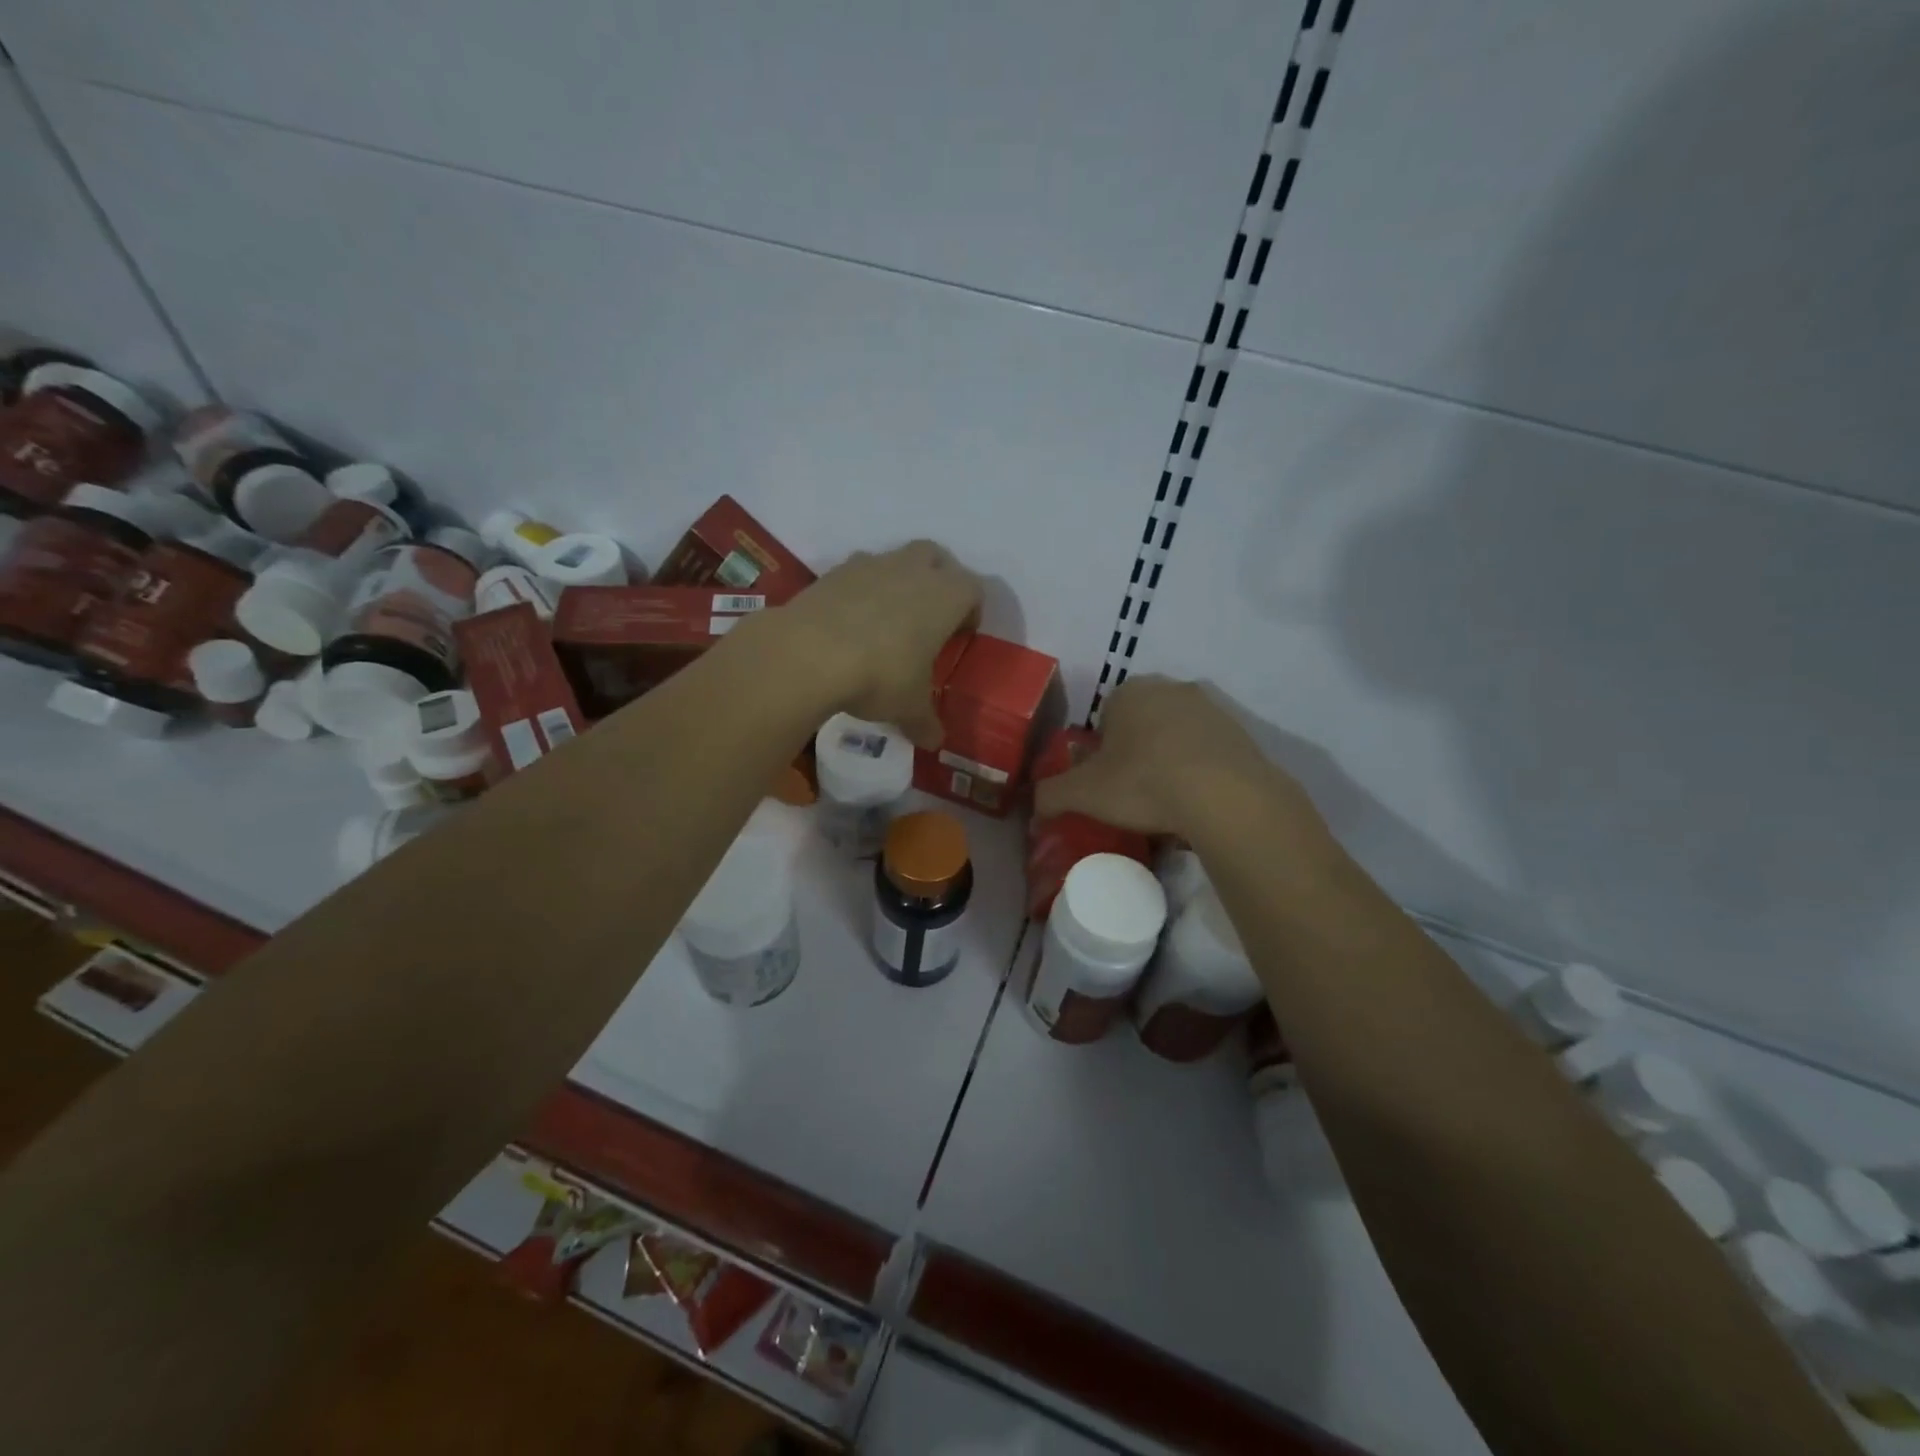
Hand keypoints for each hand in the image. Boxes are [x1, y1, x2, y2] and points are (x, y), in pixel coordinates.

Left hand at [772, 541, 981, 748]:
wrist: (809, 652)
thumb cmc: (880, 675)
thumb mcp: (908, 707)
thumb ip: (925, 722)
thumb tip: (934, 742)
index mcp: (946, 596)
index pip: (973, 589)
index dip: (971, 610)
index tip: (962, 634)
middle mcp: (913, 570)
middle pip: (936, 557)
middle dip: (938, 579)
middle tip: (930, 615)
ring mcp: (871, 564)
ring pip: (895, 559)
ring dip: (898, 580)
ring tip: (887, 619)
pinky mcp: (834, 571)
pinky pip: (858, 572)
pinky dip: (861, 590)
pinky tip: (851, 622)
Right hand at [1035, 676, 1324, 843]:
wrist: (1226, 797)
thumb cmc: (1144, 783)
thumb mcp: (1084, 793)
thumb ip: (1050, 795)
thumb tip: (1033, 805)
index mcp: (1129, 692)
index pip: (1104, 716)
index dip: (1100, 750)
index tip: (1104, 781)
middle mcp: (1171, 688)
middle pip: (1142, 723)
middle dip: (1135, 753)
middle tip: (1131, 792)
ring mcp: (1211, 708)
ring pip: (1176, 737)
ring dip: (1168, 762)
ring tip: (1166, 804)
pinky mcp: (1241, 733)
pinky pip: (1208, 753)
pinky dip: (1199, 773)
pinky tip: (1196, 804)